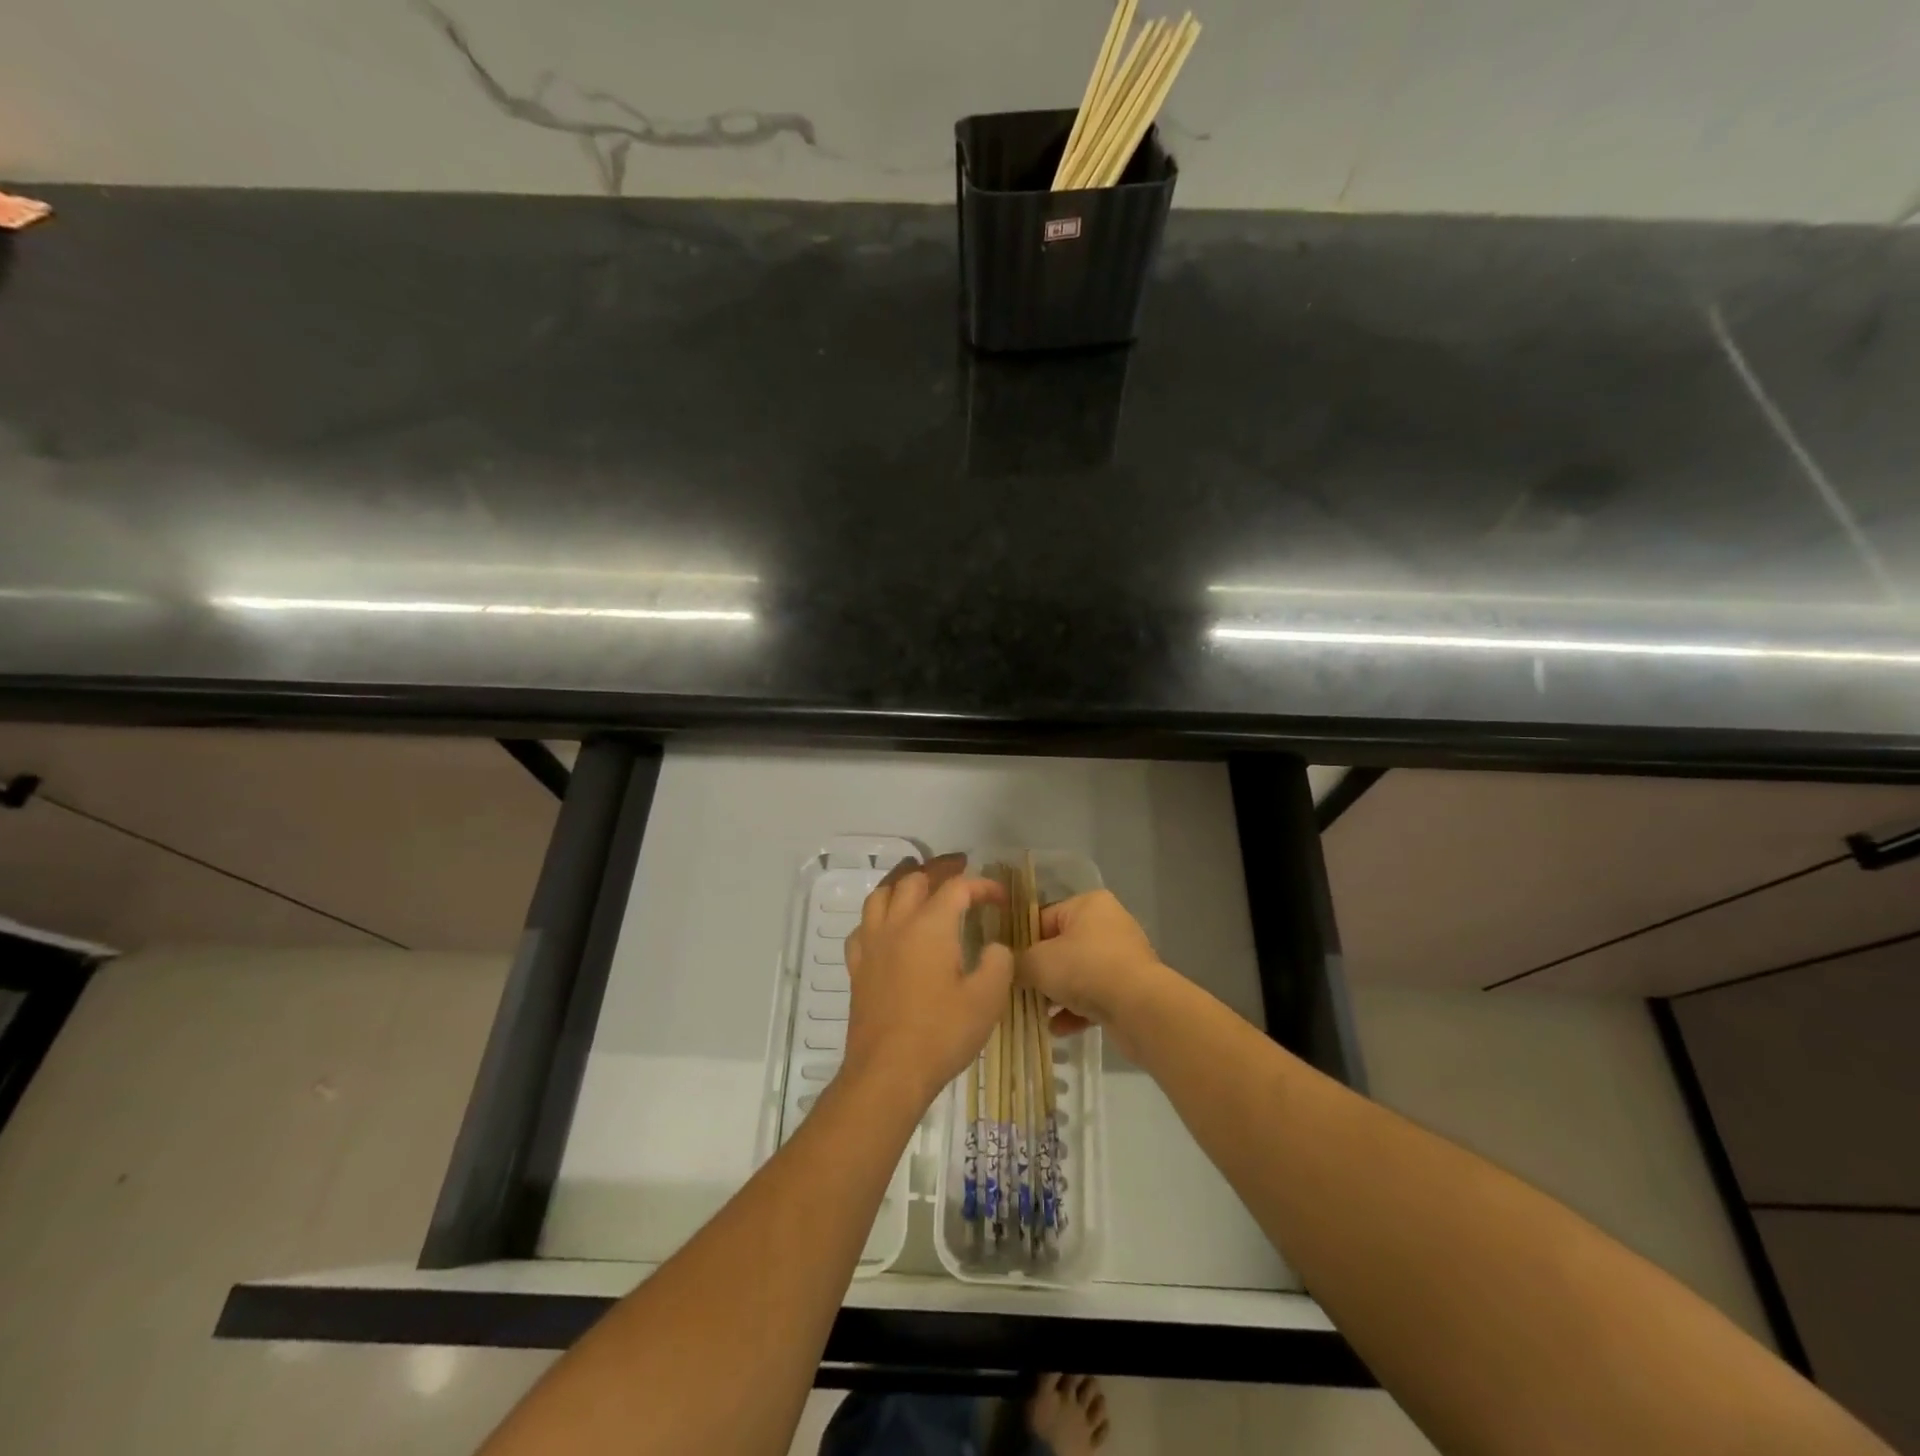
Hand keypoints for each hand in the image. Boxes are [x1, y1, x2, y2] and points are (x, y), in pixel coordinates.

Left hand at [843, 854, 1012, 1107]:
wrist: (888, 1072)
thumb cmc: (942, 1033)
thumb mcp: (988, 998)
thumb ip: (998, 963)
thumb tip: (994, 947)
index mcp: (931, 925)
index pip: (957, 888)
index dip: (982, 886)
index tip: (1000, 898)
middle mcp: (897, 924)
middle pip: (914, 880)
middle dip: (939, 869)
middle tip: (958, 867)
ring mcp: (872, 944)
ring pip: (881, 894)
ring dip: (901, 880)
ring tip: (916, 878)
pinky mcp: (858, 967)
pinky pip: (863, 926)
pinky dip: (877, 915)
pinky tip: (885, 925)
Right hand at [1018, 889, 1165, 1044]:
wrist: (1140, 1008)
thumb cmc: (1086, 969)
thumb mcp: (1038, 962)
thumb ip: (1017, 963)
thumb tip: (1006, 968)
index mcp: (1088, 904)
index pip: (1043, 918)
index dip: (1022, 942)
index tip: (1006, 966)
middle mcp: (1108, 924)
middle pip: (1060, 947)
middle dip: (1040, 972)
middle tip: (1019, 991)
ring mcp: (1122, 957)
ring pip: (1078, 974)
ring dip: (1056, 995)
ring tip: (1036, 1013)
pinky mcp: (1130, 988)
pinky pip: (1094, 996)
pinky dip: (1076, 1011)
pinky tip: (1057, 1029)